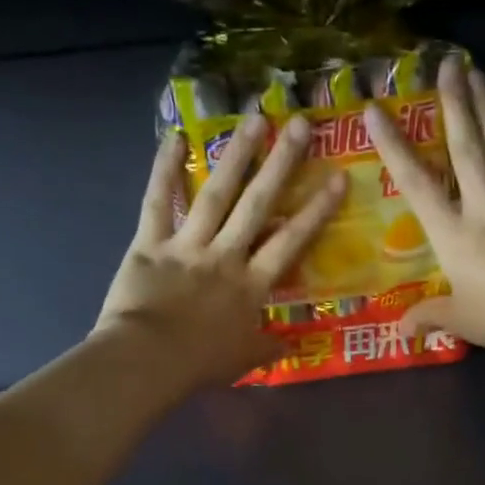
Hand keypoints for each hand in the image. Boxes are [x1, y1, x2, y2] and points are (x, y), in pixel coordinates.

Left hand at [96, 113, 345, 387]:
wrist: (146, 362)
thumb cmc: (198, 364)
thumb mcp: (243, 360)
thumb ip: (269, 348)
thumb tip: (293, 345)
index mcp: (251, 286)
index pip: (291, 242)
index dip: (316, 210)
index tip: (338, 179)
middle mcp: (225, 256)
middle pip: (257, 205)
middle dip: (281, 164)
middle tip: (299, 125)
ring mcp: (187, 245)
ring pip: (215, 194)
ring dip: (236, 155)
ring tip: (254, 119)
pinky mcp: (150, 243)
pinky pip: (158, 201)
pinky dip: (165, 169)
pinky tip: (175, 136)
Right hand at [364, 57, 484, 360]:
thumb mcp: (459, 320)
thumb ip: (430, 316)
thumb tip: (402, 329)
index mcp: (453, 234)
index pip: (416, 183)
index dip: (394, 146)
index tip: (375, 110)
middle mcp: (484, 208)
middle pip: (467, 148)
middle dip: (456, 104)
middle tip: (449, 64)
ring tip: (479, 74)